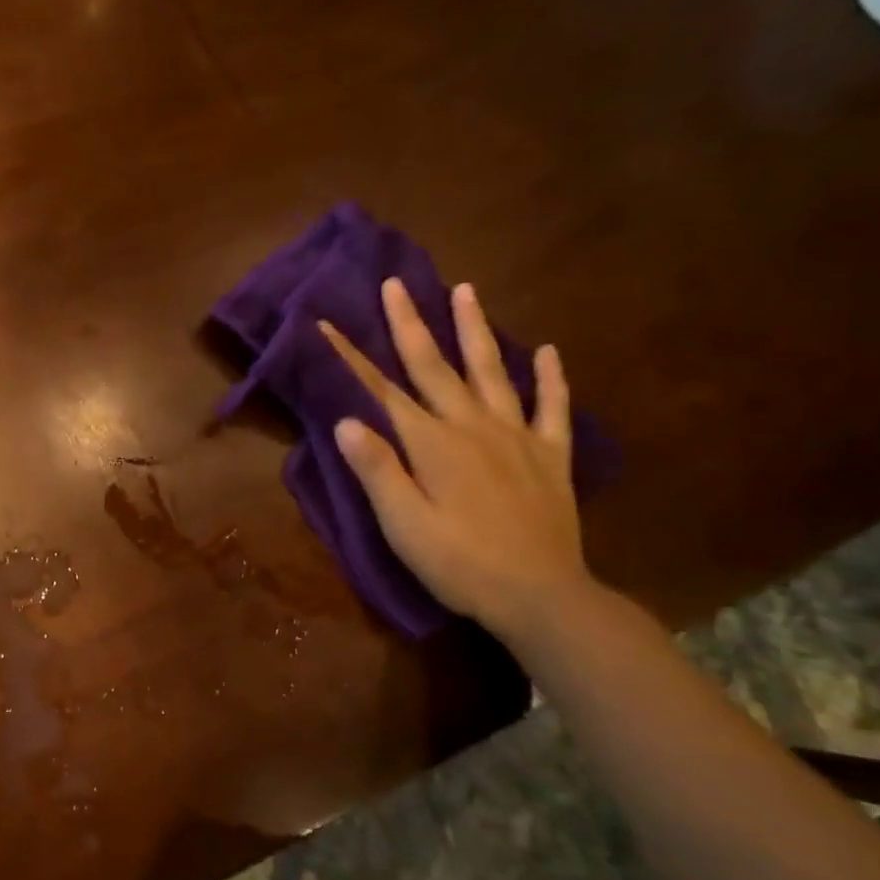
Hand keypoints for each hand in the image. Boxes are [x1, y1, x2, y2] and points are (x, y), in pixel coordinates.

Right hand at [319, 279, 589, 638]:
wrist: (540, 595)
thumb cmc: (459, 563)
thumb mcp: (403, 524)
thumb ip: (377, 469)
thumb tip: (345, 420)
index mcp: (432, 443)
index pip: (382, 391)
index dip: (352, 357)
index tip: (327, 324)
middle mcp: (473, 426)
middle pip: (435, 366)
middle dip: (411, 323)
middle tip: (397, 284)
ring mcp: (517, 437)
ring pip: (492, 371)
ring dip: (475, 330)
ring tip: (466, 290)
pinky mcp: (550, 456)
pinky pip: (551, 408)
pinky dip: (550, 377)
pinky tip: (546, 352)